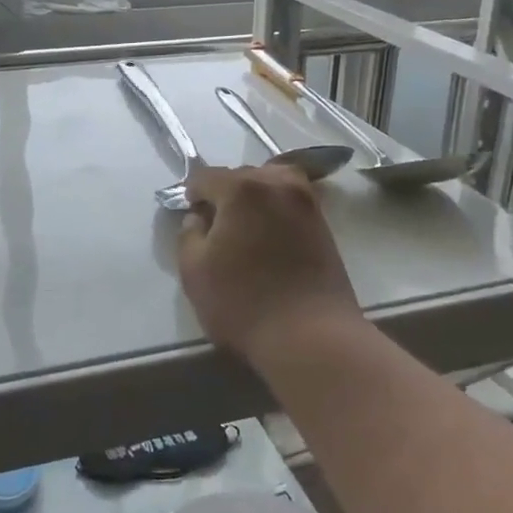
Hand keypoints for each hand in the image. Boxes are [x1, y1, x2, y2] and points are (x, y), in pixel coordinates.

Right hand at [177, 163, 362, 370]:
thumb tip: (199, 218)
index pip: (205, 176)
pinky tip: (269, 239)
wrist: (312, 337)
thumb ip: (188, 234)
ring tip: (245, 230)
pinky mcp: (324, 224)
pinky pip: (291, 203)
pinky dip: (276, 212)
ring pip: (271, 185)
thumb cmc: (244, 303)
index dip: (192, 194)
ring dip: (254, 199)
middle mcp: (277, 183)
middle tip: (217, 228)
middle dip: (225, 194)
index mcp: (242, 188)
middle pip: (242, 176)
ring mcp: (306, 202)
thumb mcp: (194, 271)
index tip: (191, 217)